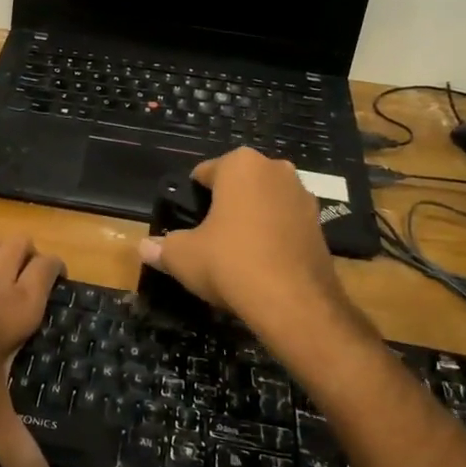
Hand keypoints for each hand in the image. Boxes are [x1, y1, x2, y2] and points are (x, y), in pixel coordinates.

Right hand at [137, 149, 354, 352]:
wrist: (294, 302)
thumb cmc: (230, 262)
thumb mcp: (183, 256)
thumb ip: (162, 247)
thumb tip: (144, 247)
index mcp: (241, 164)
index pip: (204, 173)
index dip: (191, 199)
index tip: (185, 225)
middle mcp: (276, 170)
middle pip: (238, 185)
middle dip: (224, 206)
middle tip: (207, 239)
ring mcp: (304, 196)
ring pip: (264, 203)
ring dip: (250, 220)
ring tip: (234, 254)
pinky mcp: (321, 225)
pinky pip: (285, 224)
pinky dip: (272, 237)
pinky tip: (260, 265)